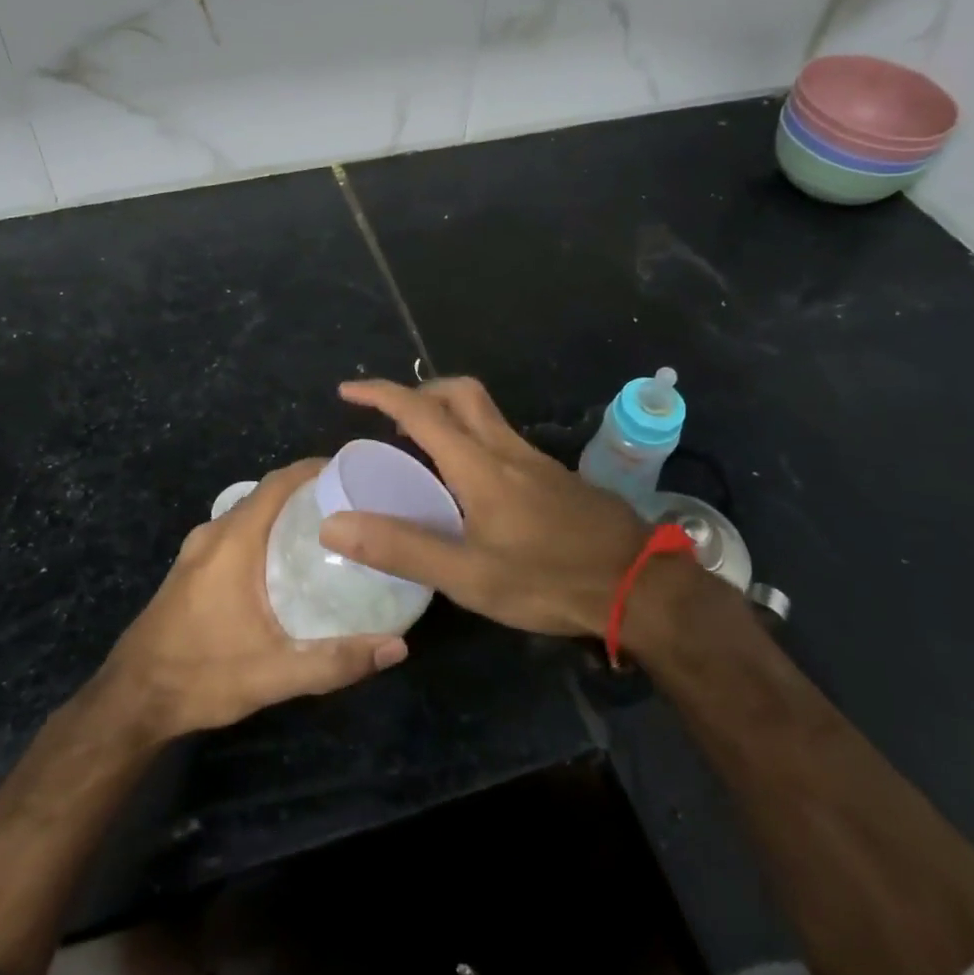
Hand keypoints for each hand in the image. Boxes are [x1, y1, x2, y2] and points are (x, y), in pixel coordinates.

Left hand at [99, 460, 407, 741]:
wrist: (131, 701)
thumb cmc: (201, 675)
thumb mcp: (273, 674)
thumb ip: (335, 661)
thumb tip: (397, 647)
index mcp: (233, 541)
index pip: (278, 482)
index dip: (315, 469)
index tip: (353, 473)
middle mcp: (214, 533)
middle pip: (267, 493)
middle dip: (308, 491)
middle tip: (354, 505)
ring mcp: (198, 550)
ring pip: (250, 513)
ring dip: (286, 512)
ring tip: (329, 529)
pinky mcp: (191, 567)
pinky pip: (236, 531)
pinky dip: (266, 530)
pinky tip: (289, 560)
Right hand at [322, 377, 679, 638]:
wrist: (639, 585)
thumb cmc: (548, 579)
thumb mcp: (468, 575)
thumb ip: (402, 548)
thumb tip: (334, 526)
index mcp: (479, 465)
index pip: (421, 411)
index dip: (381, 394)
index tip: (348, 390)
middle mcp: (506, 449)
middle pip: (461, 393)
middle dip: (421, 392)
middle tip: (391, 419)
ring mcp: (535, 460)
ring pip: (484, 414)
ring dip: (447, 414)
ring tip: (421, 450)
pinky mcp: (553, 477)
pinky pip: (501, 437)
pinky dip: (471, 438)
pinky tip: (469, 483)